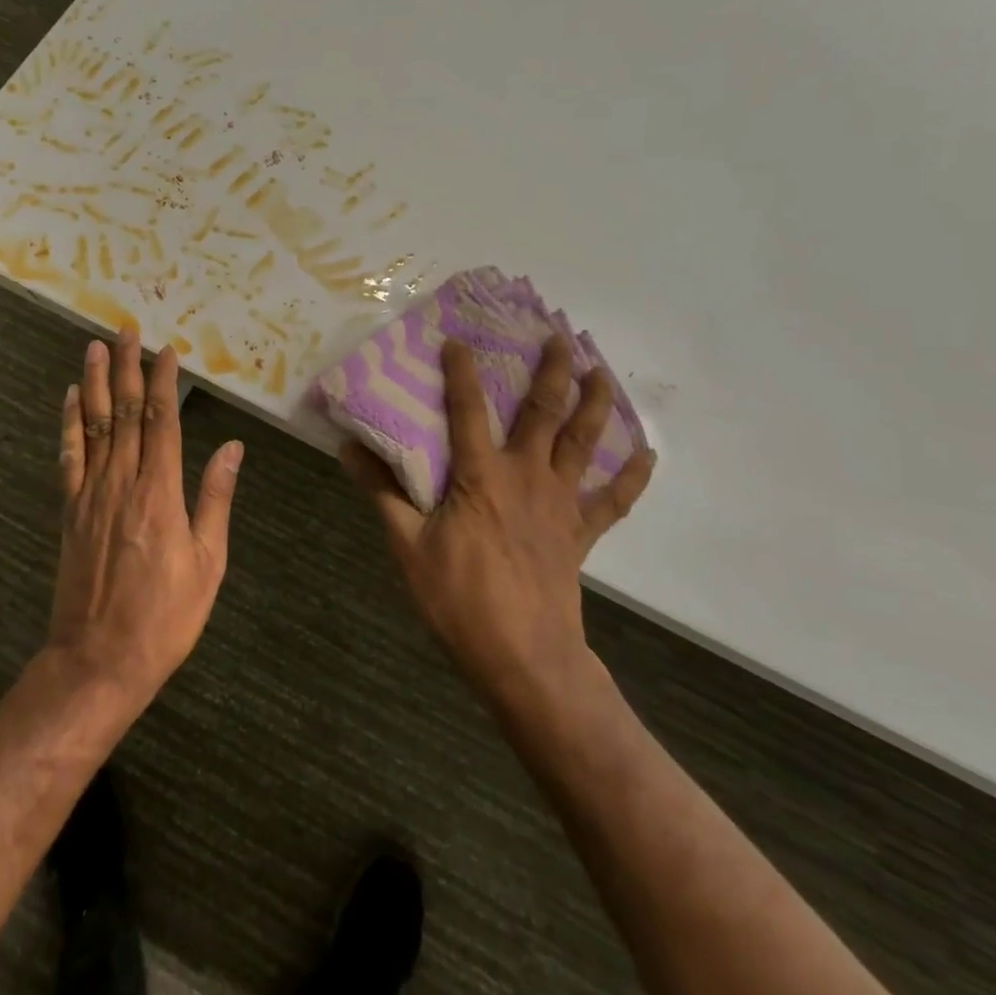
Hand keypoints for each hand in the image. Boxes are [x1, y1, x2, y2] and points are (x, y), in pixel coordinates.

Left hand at [47, 327, 244, 706]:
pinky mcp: (70, 510)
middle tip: (127, 329)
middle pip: (126, 412)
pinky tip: (72, 398)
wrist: (97, 661)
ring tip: (96, 347)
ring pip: (95, 425)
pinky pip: (69, 456)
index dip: (165, 382)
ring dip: (97, 382)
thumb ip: (215, 499)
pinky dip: (70, 423)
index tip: (167, 350)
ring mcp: (90, 494)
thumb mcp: (207, 563)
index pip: (163, 421)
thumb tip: (231, 447)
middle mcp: (122, 482)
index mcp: (160, 492)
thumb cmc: (165, 617)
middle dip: (129, 367)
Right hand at [342, 336, 656, 707]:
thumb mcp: (408, 546)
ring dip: (594, 404)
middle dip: (551, 371)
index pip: (468, 410)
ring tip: (602, 371)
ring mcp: (560, 503)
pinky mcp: (580, 532)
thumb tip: (348, 449)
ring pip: (583, 442)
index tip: (458, 338)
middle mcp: (526, 476)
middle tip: (560, 337)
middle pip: (543, 413)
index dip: (461, 372)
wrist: (524, 657)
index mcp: (481, 476)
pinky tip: (647, 453)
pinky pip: (613, 500)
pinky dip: (632, 476)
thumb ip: (382, 493)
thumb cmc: (461, 599)